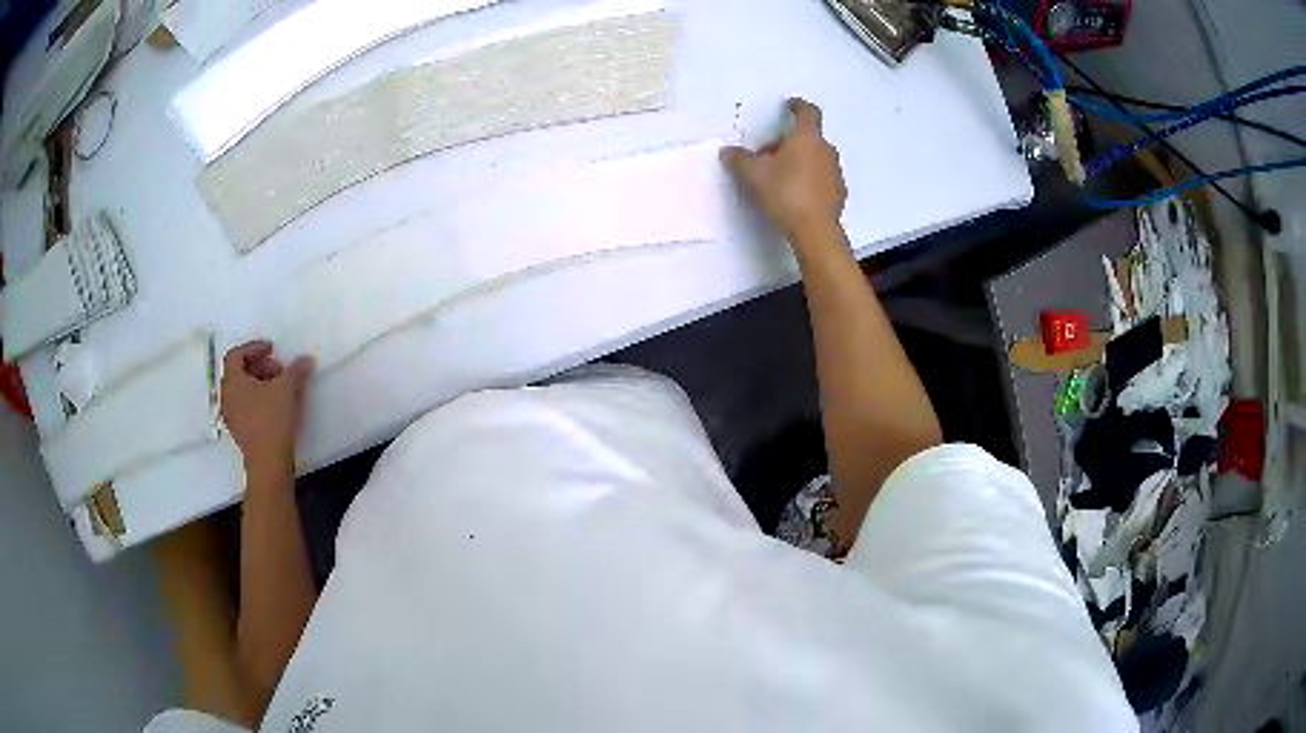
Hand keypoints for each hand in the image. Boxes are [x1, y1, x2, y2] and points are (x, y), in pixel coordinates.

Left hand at [220, 340, 314, 472]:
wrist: (268, 462)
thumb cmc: (271, 421)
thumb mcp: (287, 388)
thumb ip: (296, 370)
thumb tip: (305, 360)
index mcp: (232, 381)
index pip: (236, 355)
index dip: (254, 348)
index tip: (271, 349)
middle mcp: (227, 396)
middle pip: (238, 372)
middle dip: (259, 366)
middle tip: (278, 369)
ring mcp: (231, 416)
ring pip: (241, 391)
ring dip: (258, 383)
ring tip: (278, 388)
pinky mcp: (240, 431)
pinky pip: (245, 406)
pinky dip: (257, 399)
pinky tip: (275, 407)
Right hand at [721, 98, 847, 248]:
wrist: (814, 230)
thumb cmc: (785, 193)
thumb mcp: (753, 174)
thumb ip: (739, 159)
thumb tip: (728, 152)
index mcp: (806, 137)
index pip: (808, 112)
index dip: (798, 106)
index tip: (791, 105)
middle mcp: (825, 150)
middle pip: (808, 137)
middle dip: (789, 142)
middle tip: (769, 154)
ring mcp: (835, 172)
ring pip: (815, 158)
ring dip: (800, 161)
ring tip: (780, 177)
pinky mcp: (838, 193)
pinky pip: (822, 179)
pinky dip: (810, 180)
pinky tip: (795, 195)